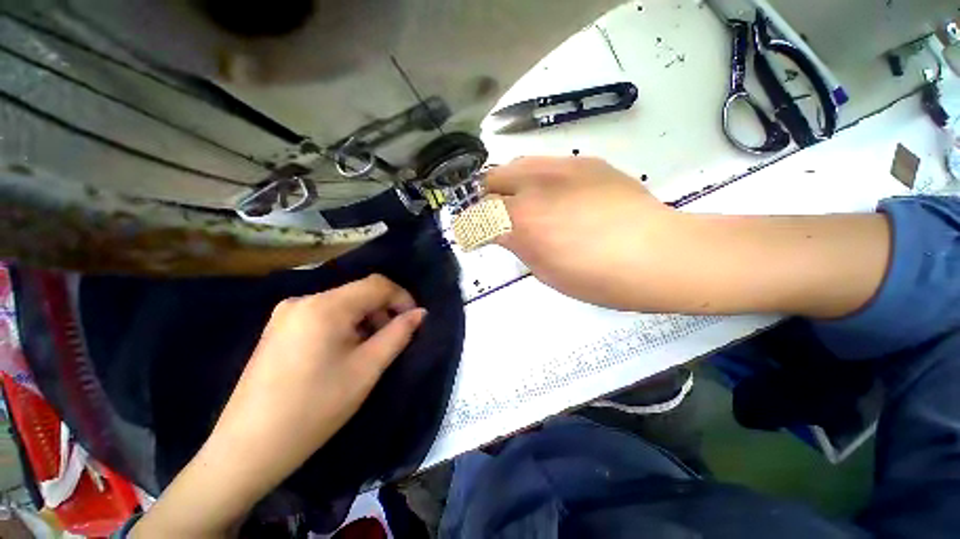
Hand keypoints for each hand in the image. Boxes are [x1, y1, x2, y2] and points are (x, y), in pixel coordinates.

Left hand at [134, 275, 424, 537]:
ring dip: (365, 319)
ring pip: (342, 303)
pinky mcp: (278, 328)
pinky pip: (323, 315)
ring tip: (369, 349)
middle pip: (359, 292)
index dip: (402, 298)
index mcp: (325, 306)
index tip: (414, 321)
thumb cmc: (314, 408)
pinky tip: (343, 352)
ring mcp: (286, 314)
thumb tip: (420, 313)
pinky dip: (345, 326)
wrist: (247, 449)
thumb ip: (398, 334)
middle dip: (383, 311)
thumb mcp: (367, 369)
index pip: (377, 284)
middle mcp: (303, 300)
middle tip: (392, 340)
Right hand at [486, 156, 682, 309]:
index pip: (477, 216)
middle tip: (499, 217)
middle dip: (487, 200)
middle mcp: (533, 187)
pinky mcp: (583, 161)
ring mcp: (560, 168)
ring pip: (513, 165)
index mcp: (521, 222)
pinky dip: (536, 179)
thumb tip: (501, 231)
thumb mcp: (544, 270)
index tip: (476, 235)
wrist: (657, 254)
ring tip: (525, 203)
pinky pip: (543, 163)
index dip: (471, 227)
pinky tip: (556, 195)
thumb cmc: (597, 278)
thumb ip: (516, 244)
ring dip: (509, 185)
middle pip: (489, 181)